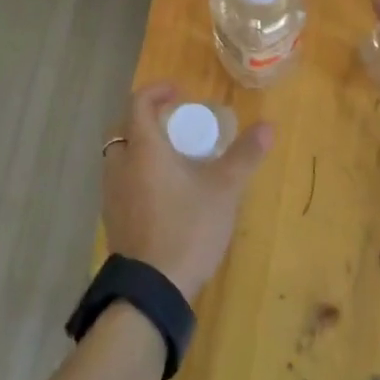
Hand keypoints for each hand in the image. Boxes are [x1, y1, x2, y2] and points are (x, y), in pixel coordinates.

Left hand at [101, 83, 275, 302]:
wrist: (153, 288)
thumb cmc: (188, 228)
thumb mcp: (223, 190)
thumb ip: (244, 156)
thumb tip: (268, 126)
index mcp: (143, 149)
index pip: (139, 103)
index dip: (157, 91)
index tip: (180, 94)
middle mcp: (120, 165)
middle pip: (125, 128)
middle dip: (147, 119)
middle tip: (175, 125)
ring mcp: (111, 194)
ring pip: (120, 157)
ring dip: (141, 148)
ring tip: (171, 157)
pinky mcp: (113, 219)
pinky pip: (121, 182)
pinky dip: (137, 174)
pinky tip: (162, 192)